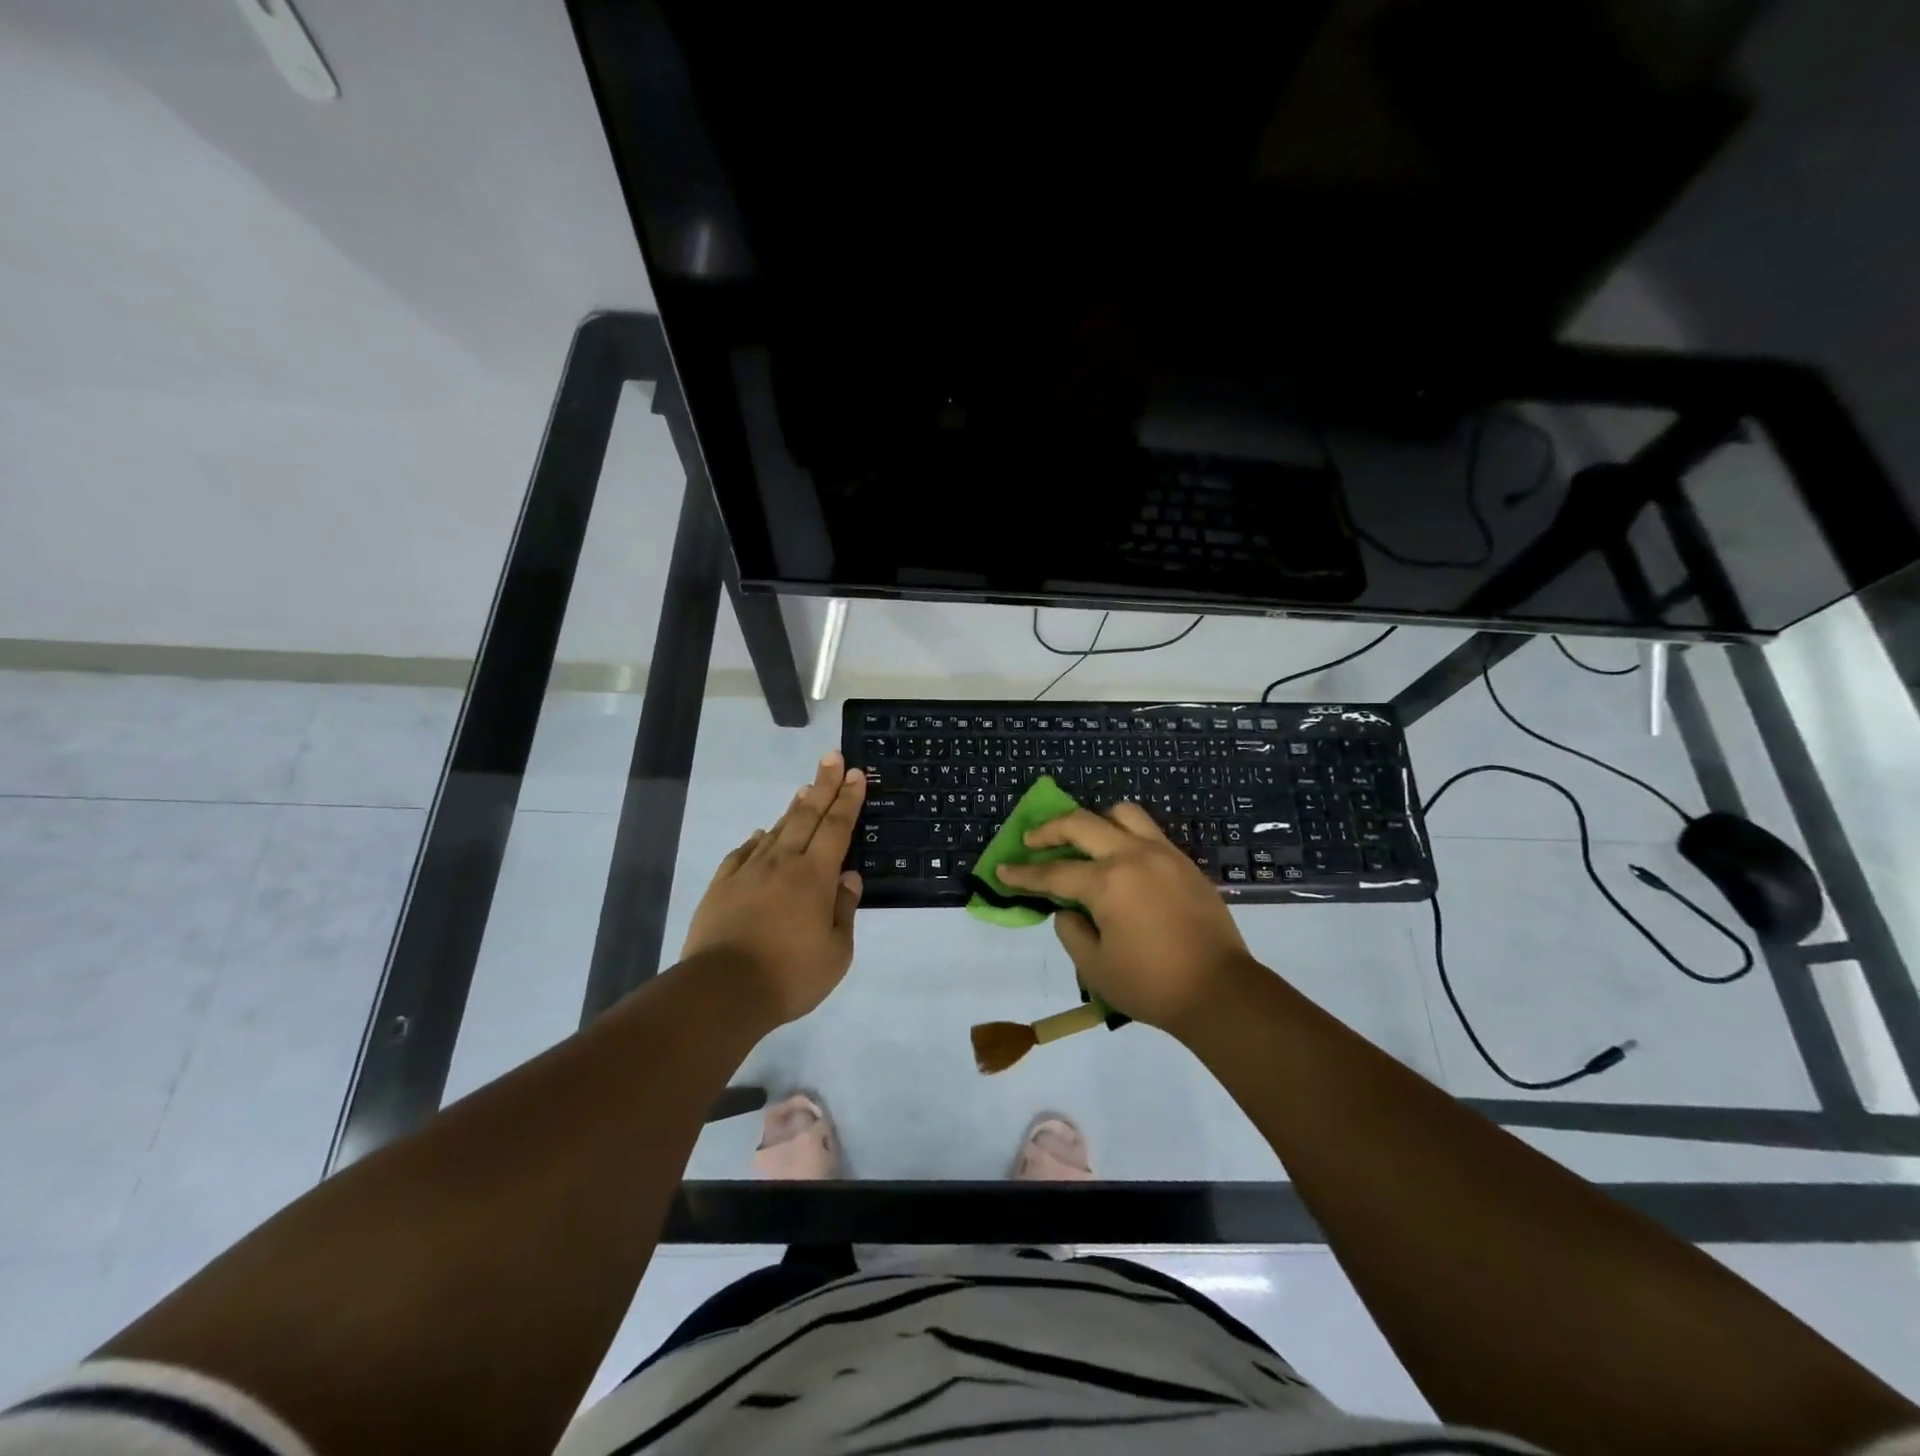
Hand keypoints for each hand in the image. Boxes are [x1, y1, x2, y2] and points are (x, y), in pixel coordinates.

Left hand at [680, 752, 865, 1024]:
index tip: (856, 773)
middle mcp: (782, 863)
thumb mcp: (835, 952)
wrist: (721, 991)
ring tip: (805, 789)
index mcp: (814, 876)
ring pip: (776, 831)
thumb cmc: (789, 975)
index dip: (848, 799)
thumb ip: (844, 910)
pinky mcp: (722, 887)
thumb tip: (849, 877)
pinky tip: (760, 835)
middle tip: (832, 757)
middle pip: (806, 816)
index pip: (836, 827)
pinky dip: (756, 840)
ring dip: (794, 808)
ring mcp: (748, 872)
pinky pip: (742, 853)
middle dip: (823, 785)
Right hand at [997, 803, 1260, 1035]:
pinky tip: (1119, 858)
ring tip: (1084, 840)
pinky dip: (1125, 834)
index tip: (1002, 870)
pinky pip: (1149, 832)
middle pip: (1082, 824)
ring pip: (1122, 814)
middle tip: (1032, 841)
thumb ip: (1071, 931)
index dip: (1023, 874)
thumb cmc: (1152, 985)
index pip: (1054, 873)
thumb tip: (1068, 909)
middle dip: (1050, 830)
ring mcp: (1164, 854)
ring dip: (1095, 820)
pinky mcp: (1185, 863)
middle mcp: (1133, 856)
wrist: (1221, 992)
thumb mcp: (1095, 968)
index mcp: (1108, 882)